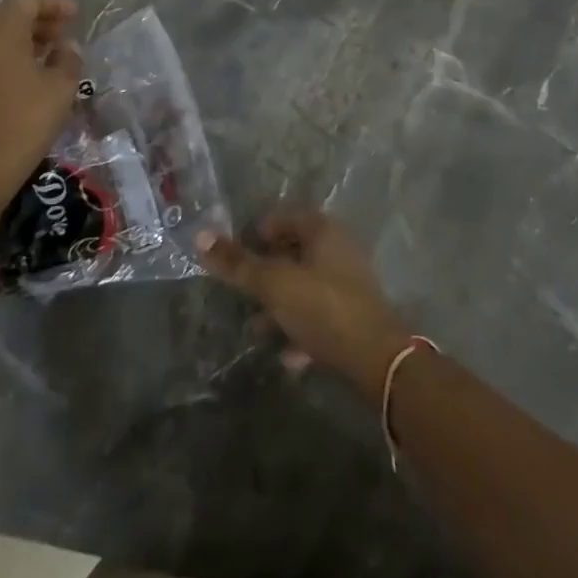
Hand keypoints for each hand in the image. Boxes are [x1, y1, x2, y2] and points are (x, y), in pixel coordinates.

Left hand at [0, 0, 81, 212]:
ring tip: (48, 62)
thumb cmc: (23, 122)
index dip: (53, 3)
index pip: (26, 0)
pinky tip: (24, 86)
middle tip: (64, 38)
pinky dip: (6, 64)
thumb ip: (68, 59)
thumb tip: (66, 47)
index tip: (75, 16)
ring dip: (23, 45)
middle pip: (8, 18)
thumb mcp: (60, 89)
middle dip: (39, 23)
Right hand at [198, 210, 414, 403]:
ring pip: (305, 286)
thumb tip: (200, 236)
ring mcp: (349, 284)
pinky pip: (319, 315)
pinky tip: (287, 355)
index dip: (257, 232)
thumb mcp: (274, 284)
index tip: (235, 253)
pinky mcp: (355, 317)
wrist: (377, 361)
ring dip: (280, 306)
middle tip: (242, 290)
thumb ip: (238, 263)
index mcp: (323, 230)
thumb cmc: (322, 308)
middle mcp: (339, 249)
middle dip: (266, 272)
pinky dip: (301, 329)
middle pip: (294, 252)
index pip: (284, 217)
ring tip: (256, 328)